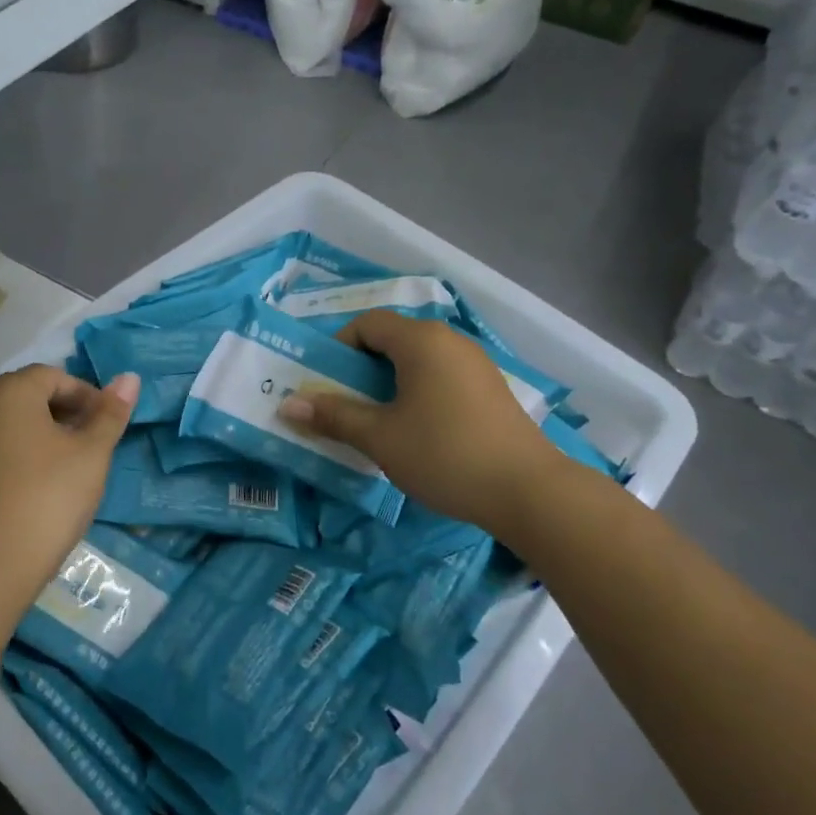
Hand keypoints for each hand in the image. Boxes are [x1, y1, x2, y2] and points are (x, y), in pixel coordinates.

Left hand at [0, 365, 138, 601]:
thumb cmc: (47, 497)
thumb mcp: (92, 453)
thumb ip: (110, 413)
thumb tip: (129, 377)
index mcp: (9, 393)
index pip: (54, 376)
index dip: (86, 396)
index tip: (107, 426)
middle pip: (27, 397)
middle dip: (64, 414)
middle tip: (92, 445)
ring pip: (9, 426)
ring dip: (41, 436)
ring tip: (68, 469)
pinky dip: (18, 459)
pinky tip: (36, 490)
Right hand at [277, 310, 552, 536]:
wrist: (528, 491)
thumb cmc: (444, 454)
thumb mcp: (380, 437)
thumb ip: (333, 416)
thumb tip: (287, 404)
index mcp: (420, 340)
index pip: (367, 323)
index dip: (338, 348)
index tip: (326, 384)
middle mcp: (449, 340)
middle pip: (392, 340)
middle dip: (360, 369)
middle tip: (343, 405)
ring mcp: (474, 364)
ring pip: (417, 361)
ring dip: (388, 383)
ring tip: (376, 421)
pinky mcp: (489, 389)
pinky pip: (440, 377)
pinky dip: (417, 393)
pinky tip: (416, 431)